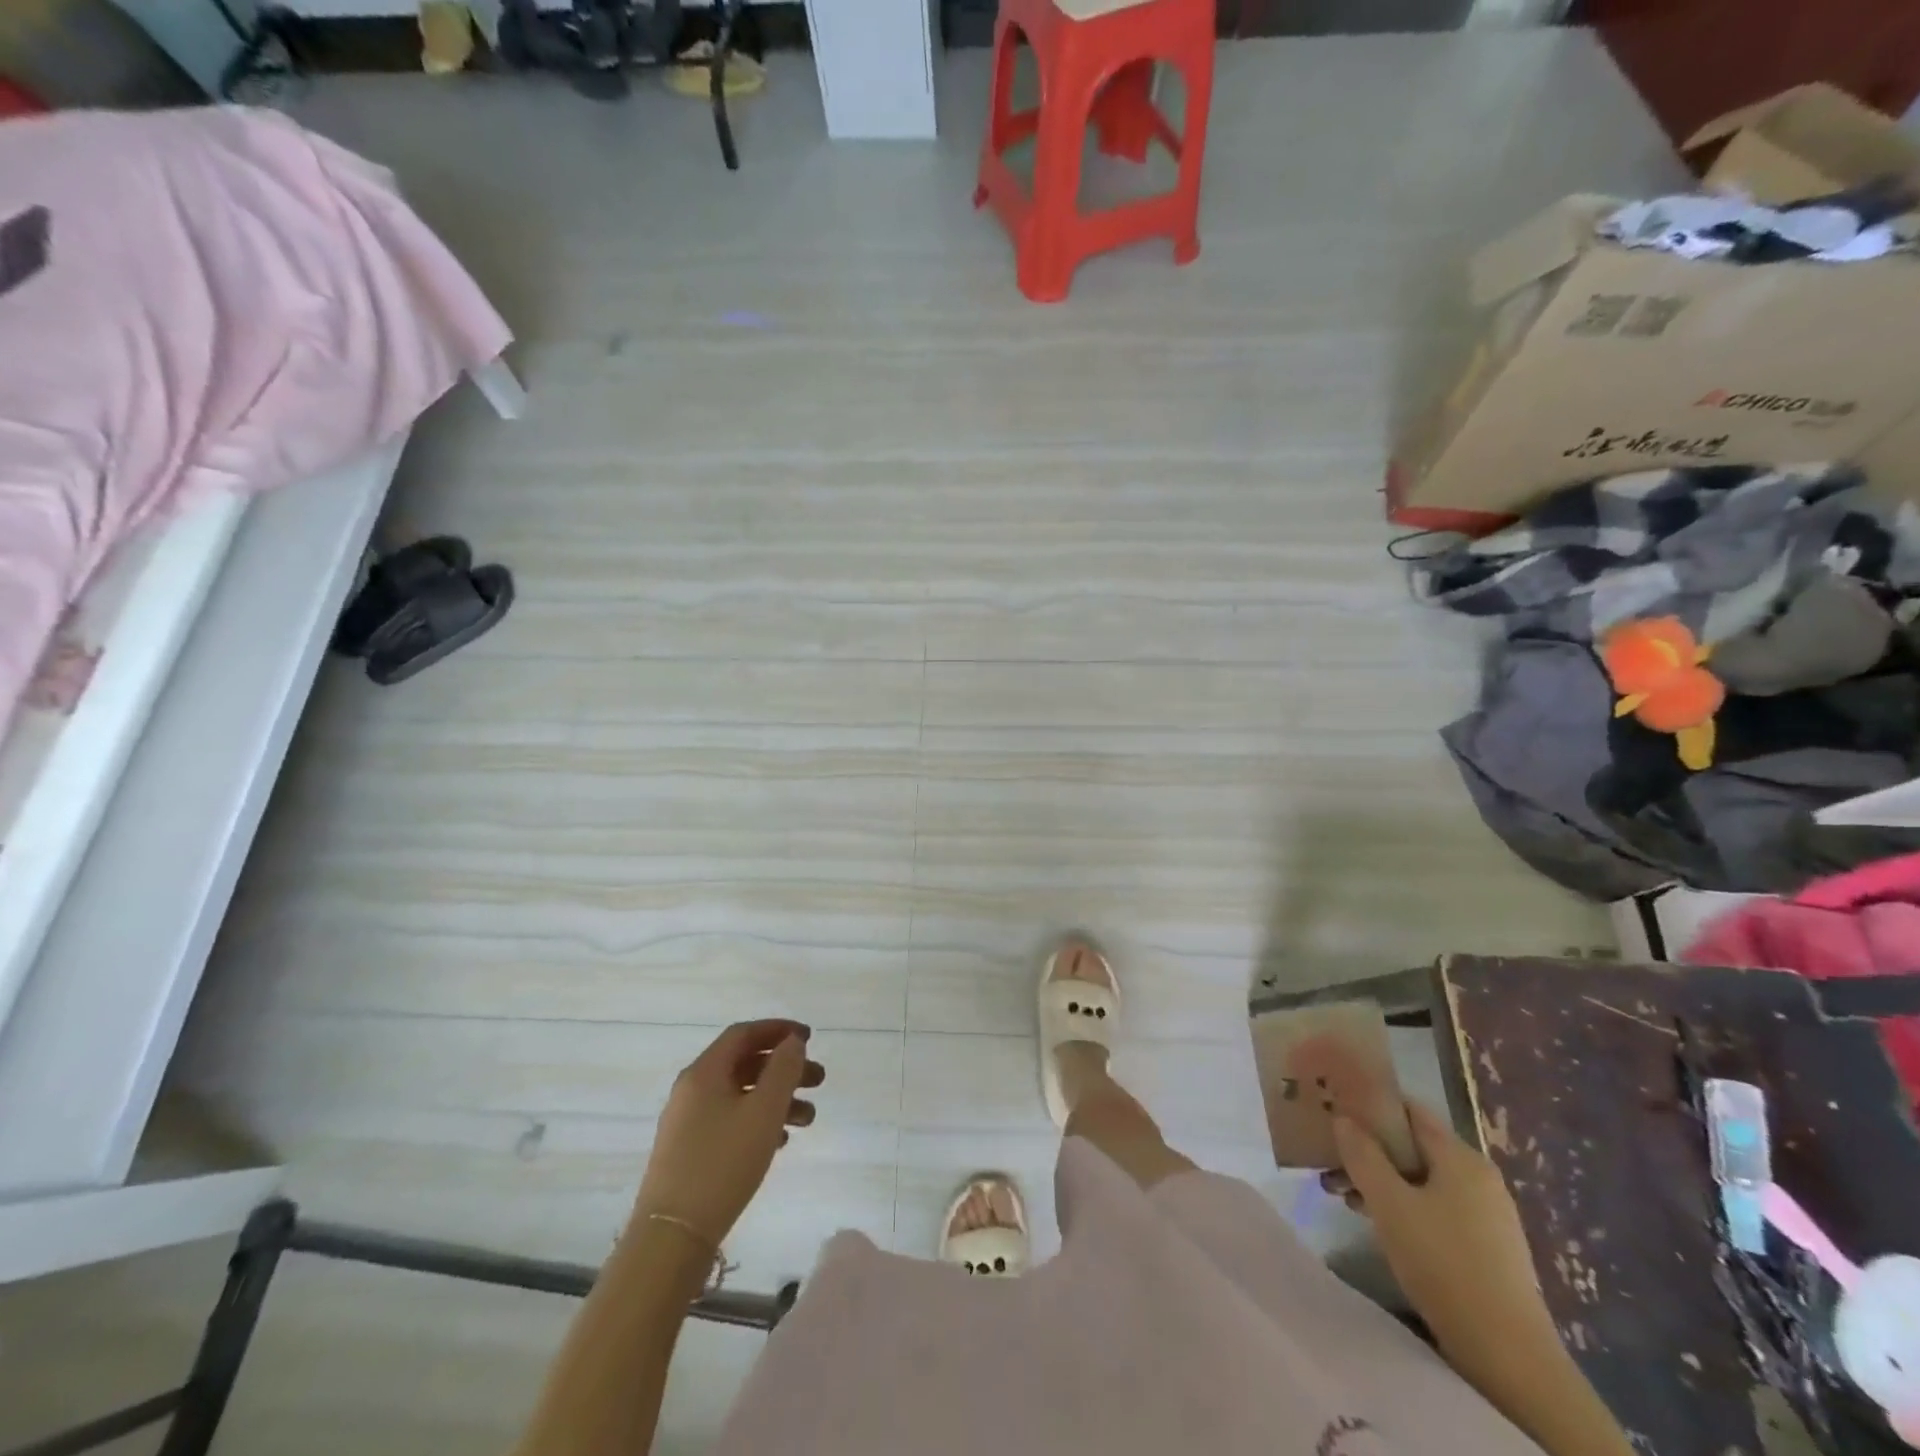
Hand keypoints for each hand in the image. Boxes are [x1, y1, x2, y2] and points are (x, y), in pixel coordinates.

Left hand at [633, 1020, 824, 1248]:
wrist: (672, 1237)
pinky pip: (730, 1120)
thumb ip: (783, 1070)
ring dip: (776, 1098)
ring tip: (809, 1118)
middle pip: (745, 1064)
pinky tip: (782, 1140)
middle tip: (819, 1081)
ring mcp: (688, 1122)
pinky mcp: (689, 1152)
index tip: (810, 1038)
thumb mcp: (764, 1111)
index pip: (743, 1034)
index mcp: (704, 1072)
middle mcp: (692, 1090)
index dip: (778, 1029)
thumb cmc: (723, 1163)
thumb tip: (792, 1042)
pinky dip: (758, 1121)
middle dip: (785, 1068)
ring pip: (740, 1095)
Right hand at [1328, 1102, 1556, 1372]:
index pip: (1409, 1110)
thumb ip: (1362, 1155)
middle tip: (1330, 1165)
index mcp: (1461, 1157)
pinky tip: (1379, 1225)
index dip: (1370, 1106)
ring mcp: (1487, 1213)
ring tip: (1344, 1198)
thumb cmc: (1444, 1264)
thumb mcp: (1390, 1204)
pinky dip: (1403, 1206)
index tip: (1334, 1113)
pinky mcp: (1487, 1245)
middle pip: (1413, 1146)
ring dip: (1380, 1181)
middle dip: (1368, 1151)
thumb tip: (1343, 1119)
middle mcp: (1478, 1176)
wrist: (1509, 1356)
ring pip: (1421, 1179)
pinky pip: (1436, 1207)